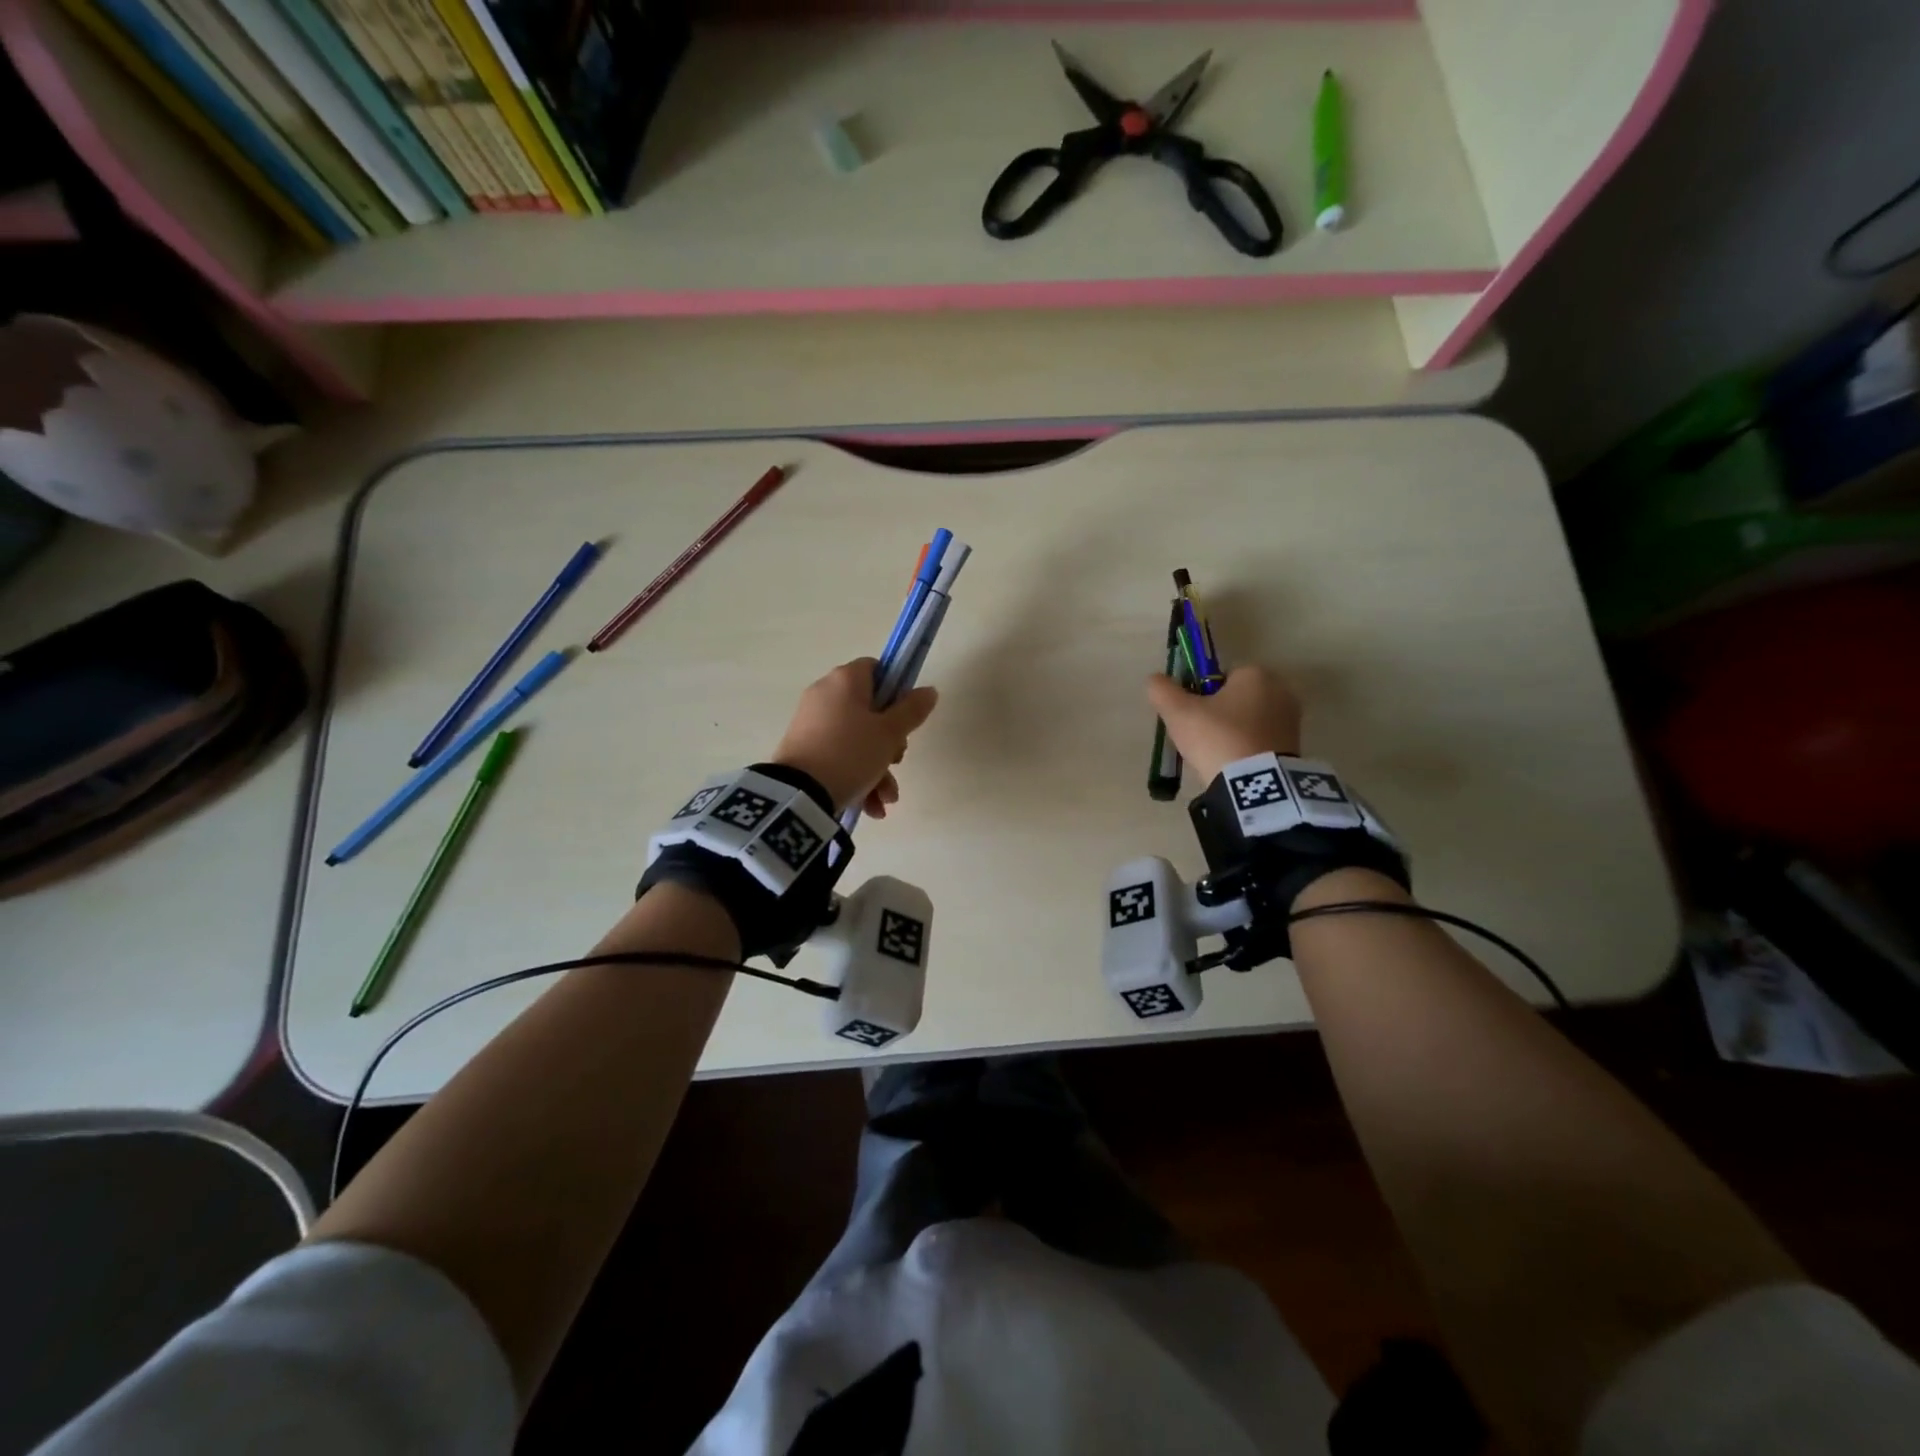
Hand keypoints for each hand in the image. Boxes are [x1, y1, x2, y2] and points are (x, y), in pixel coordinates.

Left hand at [771, 659, 938, 817]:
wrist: (799, 794)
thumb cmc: (851, 753)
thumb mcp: (890, 733)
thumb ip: (912, 710)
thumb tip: (929, 690)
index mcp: (845, 680)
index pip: (876, 669)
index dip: (896, 690)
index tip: (906, 717)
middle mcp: (824, 695)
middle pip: (869, 710)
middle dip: (889, 743)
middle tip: (897, 761)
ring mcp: (811, 723)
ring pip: (856, 740)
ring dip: (877, 770)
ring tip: (886, 800)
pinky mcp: (802, 750)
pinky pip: (838, 757)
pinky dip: (856, 777)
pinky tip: (870, 807)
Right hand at [1146, 664, 1302, 784]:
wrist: (1255, 784)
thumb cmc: (1216, 737)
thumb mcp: (1178, 713)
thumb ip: (1162, 690)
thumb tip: (1155, 680)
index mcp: (1255, 673)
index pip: (1221, 676)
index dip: (1201, 695)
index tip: (1191, 717)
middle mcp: (1280, 690)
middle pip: (1238, 697)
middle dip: (1220, 713)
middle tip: (1200, 738)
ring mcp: (1292, 720)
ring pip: (1250, 720)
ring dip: (1234, 733)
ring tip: (1216, 756)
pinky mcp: (1297, 747)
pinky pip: (1263, 740)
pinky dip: (1248, 749)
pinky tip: (1234, 766)